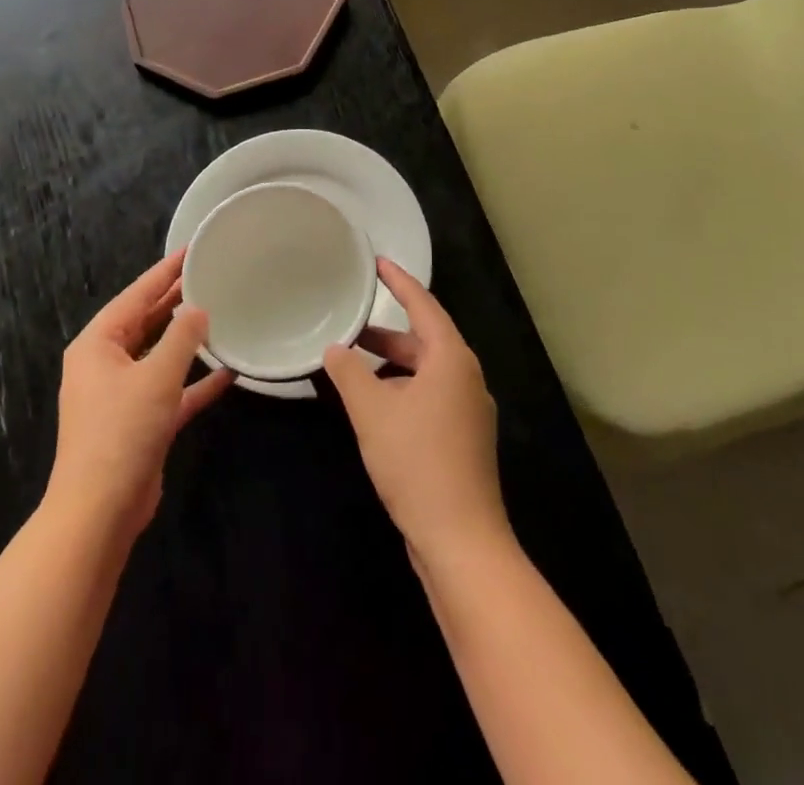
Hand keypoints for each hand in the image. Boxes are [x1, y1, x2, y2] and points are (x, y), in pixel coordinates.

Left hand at [46, 251, 232, 543]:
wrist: (100, 512)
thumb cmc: (122, 431)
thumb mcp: (156, 376)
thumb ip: (181, 337)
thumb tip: (199, 309)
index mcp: (97, 343)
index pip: (136, 295)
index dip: (165, 271)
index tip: (192, 249)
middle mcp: (105, 364)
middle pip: (145, 322)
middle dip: (176, 301)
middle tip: (210, 275)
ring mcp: (120, 395)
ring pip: (158, 355)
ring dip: (187, 340)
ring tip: (221, 313)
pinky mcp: (139, 423)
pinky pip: (170, 391)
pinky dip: (194, 381)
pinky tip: (229, 372)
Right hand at [323, 259, 509, 565]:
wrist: (461, 541)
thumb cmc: (416, 462)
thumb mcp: (372, 411)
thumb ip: (348, 373)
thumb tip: (335, 349)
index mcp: (451, 360)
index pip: (424, 305)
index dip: (399, 282)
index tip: (377, 262)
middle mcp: (467, 378)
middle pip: (425, 340)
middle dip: (387, 333)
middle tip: (350, 324)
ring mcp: (469, 412)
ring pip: (426, 373)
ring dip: (391, 366)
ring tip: (353, 369)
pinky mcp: (464, 440)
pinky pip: (430, 398)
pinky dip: (402, 391)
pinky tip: (376, 409)